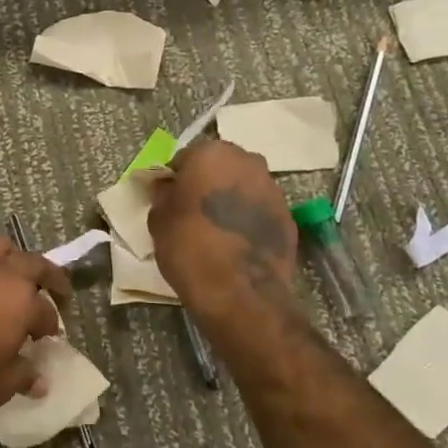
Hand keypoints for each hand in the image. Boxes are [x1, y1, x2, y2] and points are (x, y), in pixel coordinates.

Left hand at [0, 237, 71, 429]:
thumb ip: (22, 376)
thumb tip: (39, 380)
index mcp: (19, 298)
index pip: (46, 311)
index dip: (51, 326)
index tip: (48, 339)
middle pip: (31, 263)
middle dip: (48, 276)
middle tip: (54, 290)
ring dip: (8, 261)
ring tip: (7, 278)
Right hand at [148, 140, 297, 328]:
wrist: (240, 294)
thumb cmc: (190, 247)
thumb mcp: (158, 219)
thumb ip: (163, 193)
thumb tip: (169, 186)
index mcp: (212, 154)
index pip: (186, 158)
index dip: (176, 179)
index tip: (171, 200)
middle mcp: (248, 162)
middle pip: (220, 167)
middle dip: (208, 183)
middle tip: (194, 211)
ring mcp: (273, 189)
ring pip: (244, 186)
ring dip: (231, 200)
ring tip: (217, 229)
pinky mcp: (289, 217)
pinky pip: (261, 210)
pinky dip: (249, 220)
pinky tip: (237, 243)